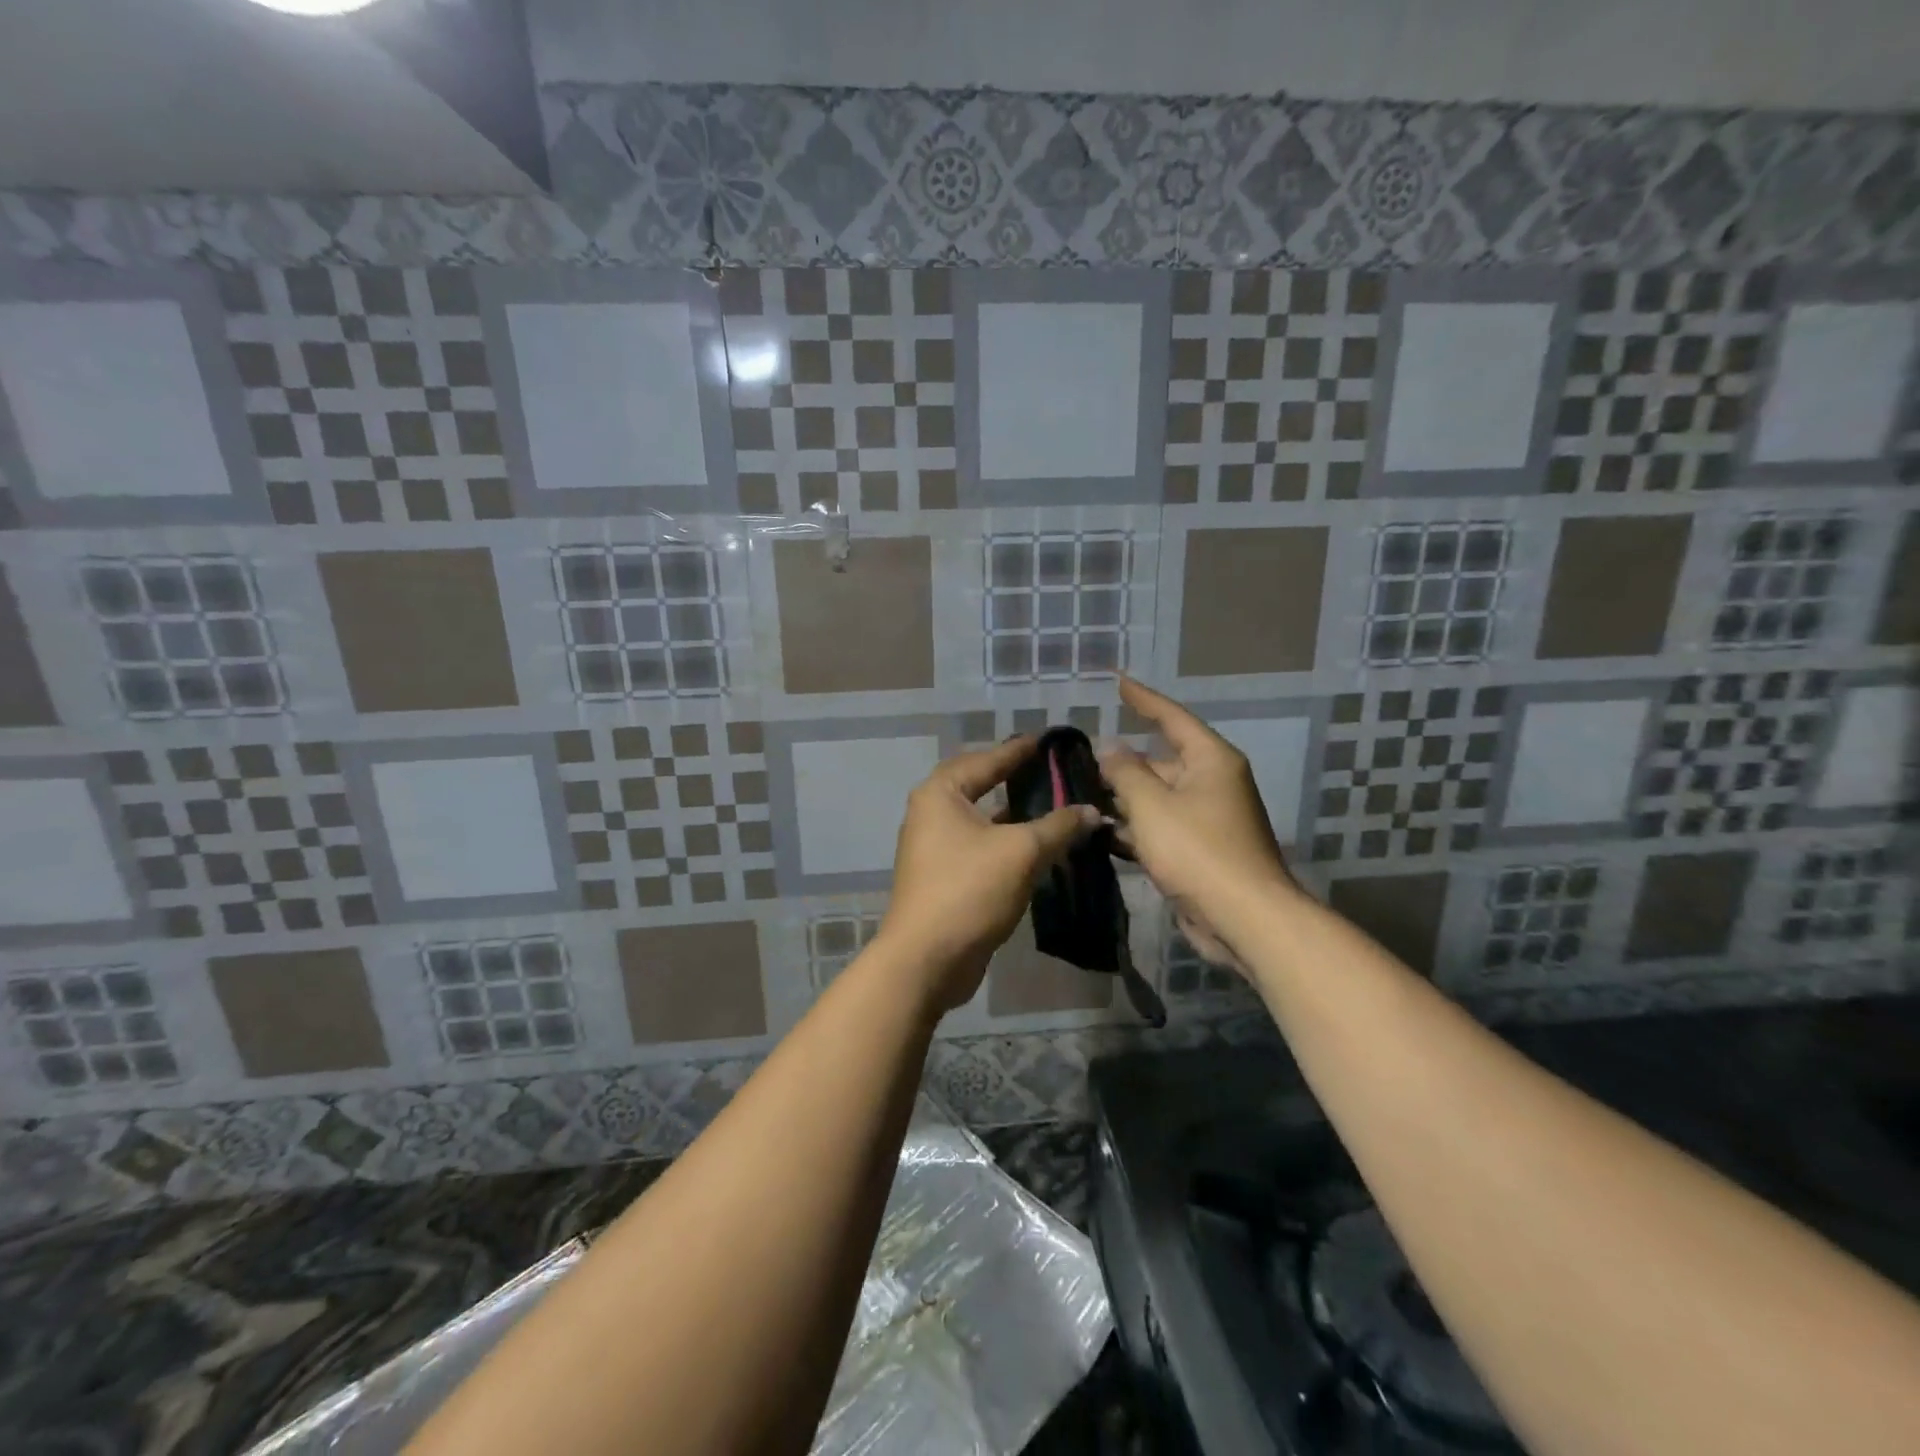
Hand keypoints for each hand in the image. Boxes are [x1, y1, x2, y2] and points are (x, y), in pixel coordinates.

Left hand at [880, 738, 1099, 1012]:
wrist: (927, 959)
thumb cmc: (969, 890)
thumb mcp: (1022, 852)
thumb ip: (1059, 826)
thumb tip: (1093, 811)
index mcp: (941, 793)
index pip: (988, 759)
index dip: (1022, 750)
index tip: (1051, 740)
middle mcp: (933, 812)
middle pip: (982, 784)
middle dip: (1018, 778)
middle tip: (1056, 771)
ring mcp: (936, 846)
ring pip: (984, 819)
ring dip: (1017, 814)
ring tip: (1057, 805)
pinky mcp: (946, 875)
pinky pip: (983, 845)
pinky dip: (1009, 841)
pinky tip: (1041, 845)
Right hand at [1100, 676, 1294, 968]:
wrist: (1243, 918)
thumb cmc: (1198, 851)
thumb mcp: (1152, 805)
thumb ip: (1125, 772)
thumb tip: (1110, 748)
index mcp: (1210, 760)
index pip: (1172, 717)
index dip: (1143, 699)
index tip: (1118, 682)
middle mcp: (1212, 782)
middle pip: (1160, 762)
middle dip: (1121, 764)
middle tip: (1078, 763)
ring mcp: (1207, 819)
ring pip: (1157, 798)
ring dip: (1123, 800)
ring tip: (1080, 797)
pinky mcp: (1200, 851)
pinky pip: (1161, 828)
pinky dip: (1135, 830)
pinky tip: (1100, 835)